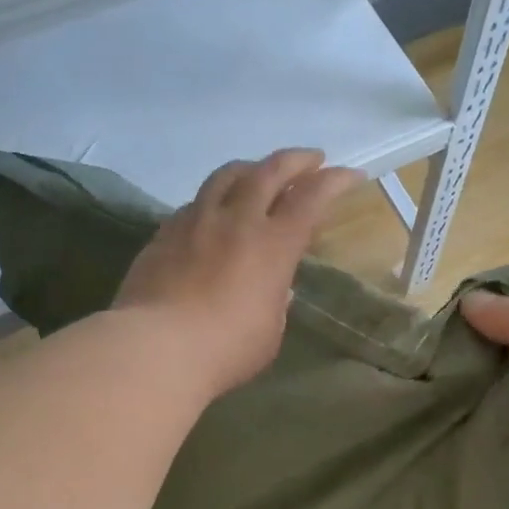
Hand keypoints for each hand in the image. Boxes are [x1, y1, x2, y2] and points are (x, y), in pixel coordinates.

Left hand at [115, 149, 361, 399]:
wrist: (157, 348)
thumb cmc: (227, 349)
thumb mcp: (269, 332)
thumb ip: (275, 303)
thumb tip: (275, 288)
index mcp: (274, 245)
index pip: (311, 199)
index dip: (334, 182)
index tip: (350, 175)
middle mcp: (237, 220)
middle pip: (269, 171)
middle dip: (296, 160)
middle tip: (311, 160)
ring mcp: (197, 221)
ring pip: (227, 176)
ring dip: (251, 168)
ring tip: (259, 172)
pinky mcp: (164, 233)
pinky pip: (196, 202)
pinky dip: (214, 198)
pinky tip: (214, 211)